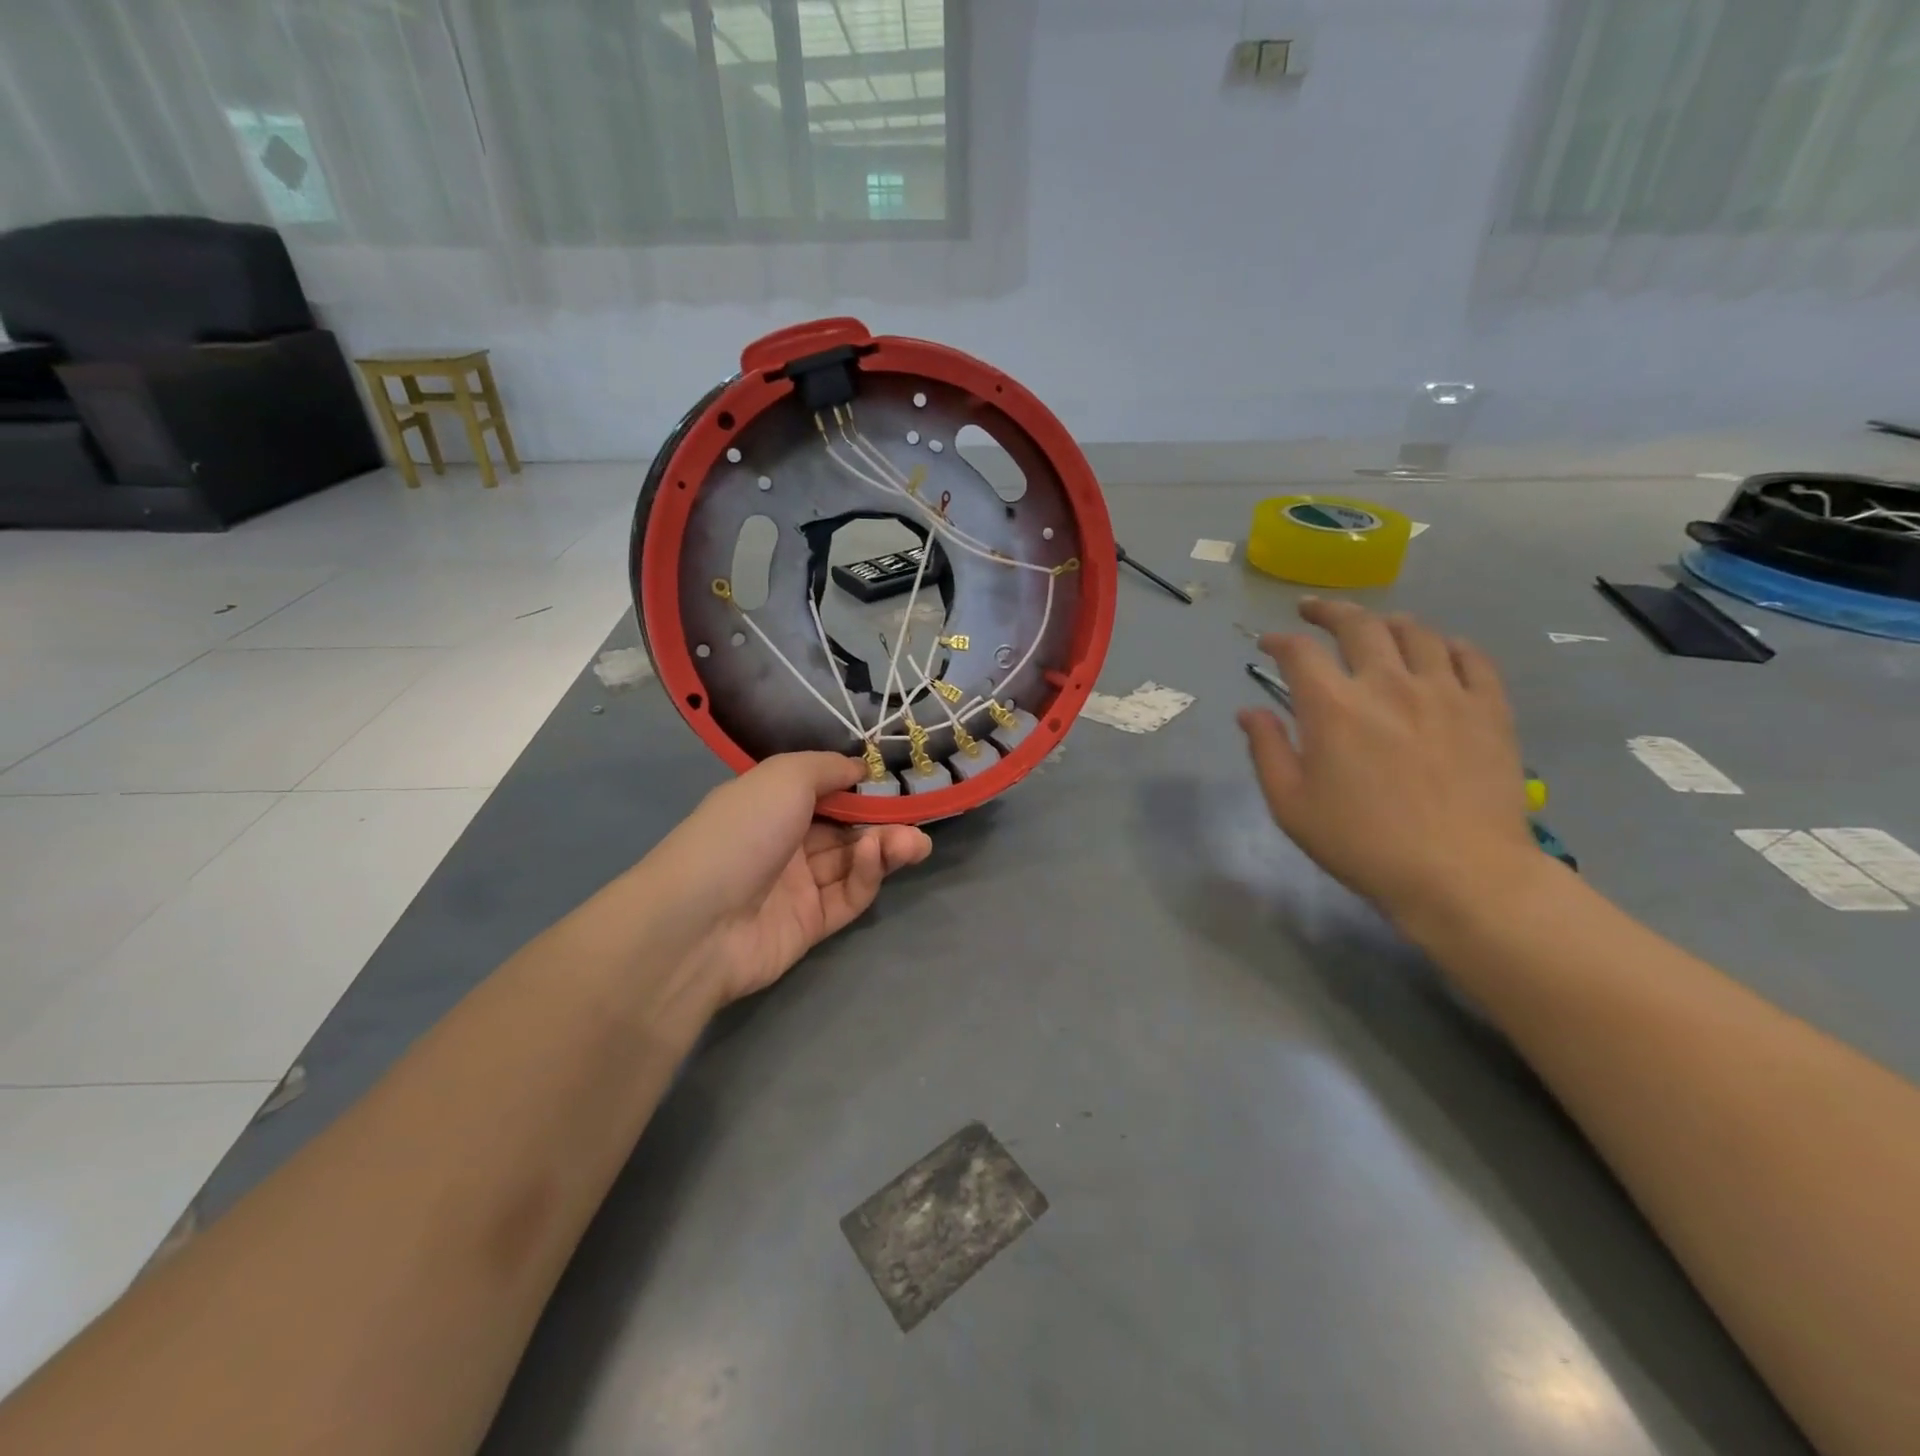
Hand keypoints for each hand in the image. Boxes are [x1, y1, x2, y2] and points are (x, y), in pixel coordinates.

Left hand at [643, 753, 930, 1013]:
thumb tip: (860, 767)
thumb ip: (827, 767)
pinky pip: (848, 895)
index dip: (861, 787)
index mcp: (770, 804)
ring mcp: (796, 886)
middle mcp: (784, 842)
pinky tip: (878, 857)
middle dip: (883, 821)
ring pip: (852, 862)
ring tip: (915, 843)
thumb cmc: (741, 832)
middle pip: (845, 828)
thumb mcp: (784, 777)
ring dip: (885, 847)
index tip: (896, 781)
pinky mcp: (811, 925)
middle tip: (917, 818)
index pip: (825, 792)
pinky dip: (867, 875)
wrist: (699, 922)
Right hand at [1238, 599, 1545, 928]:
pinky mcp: (1488, 708)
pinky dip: (1446, 644)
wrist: (1460, 874)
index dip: (1279, 641)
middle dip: (1328, 611)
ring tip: (1374, 627)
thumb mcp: (1291, 805)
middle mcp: (1387, 684)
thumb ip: (1266, 750)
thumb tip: (1250, 711)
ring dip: (1386, 622)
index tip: (1269, 644)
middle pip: (1358, 624)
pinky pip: (1470, 656)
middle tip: (1313, 611)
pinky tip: (1437, 651)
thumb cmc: (1362, 843)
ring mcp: (1444, 691)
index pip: (1299, 652)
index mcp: (1333, 707)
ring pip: (1415, 631)